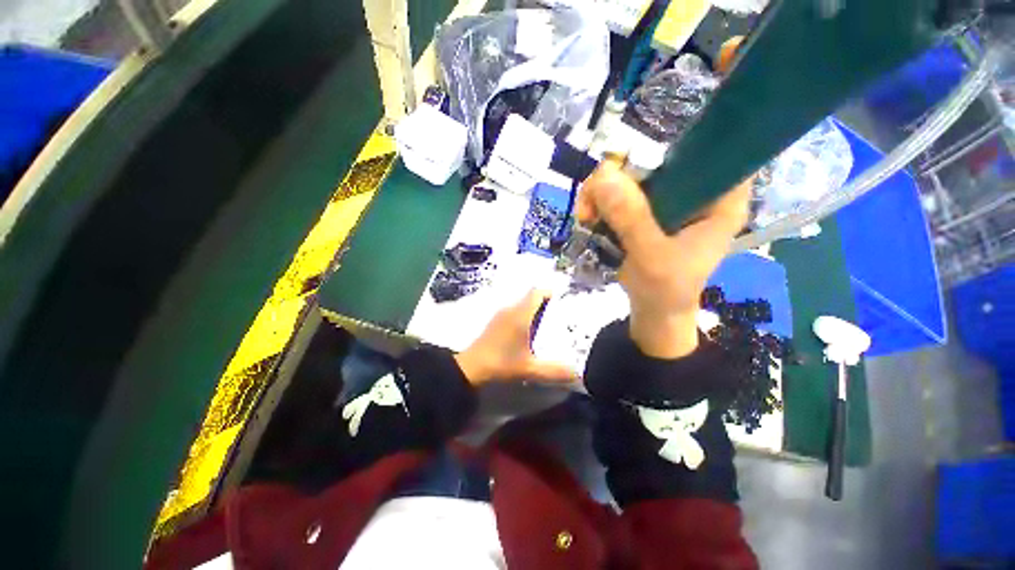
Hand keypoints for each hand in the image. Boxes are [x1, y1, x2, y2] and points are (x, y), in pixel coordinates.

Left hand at [455, 290, 578, 386]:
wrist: (470, 368)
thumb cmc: (501, 364)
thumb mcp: (530, 369)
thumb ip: (554, 371)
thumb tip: (577, 375)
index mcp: (520, 315)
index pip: (536, 293)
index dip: (549, 292)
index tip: (561, 298)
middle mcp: (510, 309)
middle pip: (529, 297)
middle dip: (544, 301)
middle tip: (558, 312)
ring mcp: (500, 314)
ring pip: (520, 304)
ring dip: (532, 308)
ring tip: (546, 320)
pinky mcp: (494, 321)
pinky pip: (513, 311)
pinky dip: (522, 314)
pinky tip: (527, 330)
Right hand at [576, 159, 751, 358]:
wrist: (653, 311)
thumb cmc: (666, 289)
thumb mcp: (652, 256)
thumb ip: (631, 218)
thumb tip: (603, 174)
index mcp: (720, 200)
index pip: (711, 149)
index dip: (676, 143)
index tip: (634, 159)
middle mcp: (695, 192)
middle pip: (658, 160)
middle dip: (619, 175)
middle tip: (592, 199)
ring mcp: (667, 202)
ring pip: (632, 176)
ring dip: (602, 192)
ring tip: (585, 216)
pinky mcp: (645, 213)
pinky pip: (619, 195)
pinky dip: (599, 203)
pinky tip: (588, 217)